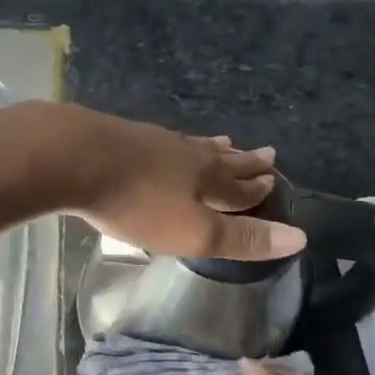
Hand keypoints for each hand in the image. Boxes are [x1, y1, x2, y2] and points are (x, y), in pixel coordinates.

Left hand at [59, 107, 305, 261]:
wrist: (74, 157)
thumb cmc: (137, 202)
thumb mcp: (193, 232)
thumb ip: (241, 237)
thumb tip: (300, 238)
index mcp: (205, 176)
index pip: (240, 184)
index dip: (257, 187)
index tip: (273, 178)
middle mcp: (183, 153)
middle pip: (220, 158)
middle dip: (243, 161)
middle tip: (265, 152)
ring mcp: (150, 141)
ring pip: (190, 146)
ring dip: (211, 148)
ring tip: (222, 142)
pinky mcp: (119, 136)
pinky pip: (159, 142)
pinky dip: (172, 146)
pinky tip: (159, 144)